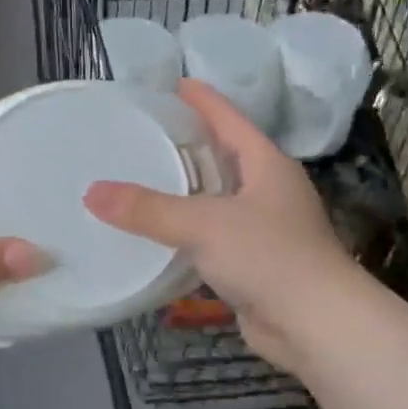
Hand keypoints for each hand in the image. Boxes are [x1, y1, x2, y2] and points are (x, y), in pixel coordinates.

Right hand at [84, 79, 356, 372]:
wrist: (316, 325)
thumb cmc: (268, 257)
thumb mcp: (204, 225)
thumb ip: (147, 209)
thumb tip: (91, 193)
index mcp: (266, 164)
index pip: (229, 119)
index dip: (202, 100)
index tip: (174, 84)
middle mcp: (268, 191)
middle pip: (223, 157)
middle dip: (187, 145)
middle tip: (144, 134)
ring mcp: (265, 229)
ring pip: (216, 200)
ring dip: (185, 193)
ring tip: (142, 182)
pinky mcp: (255, 264)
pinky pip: (213, 238)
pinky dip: (187, 234)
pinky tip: (157, 236)